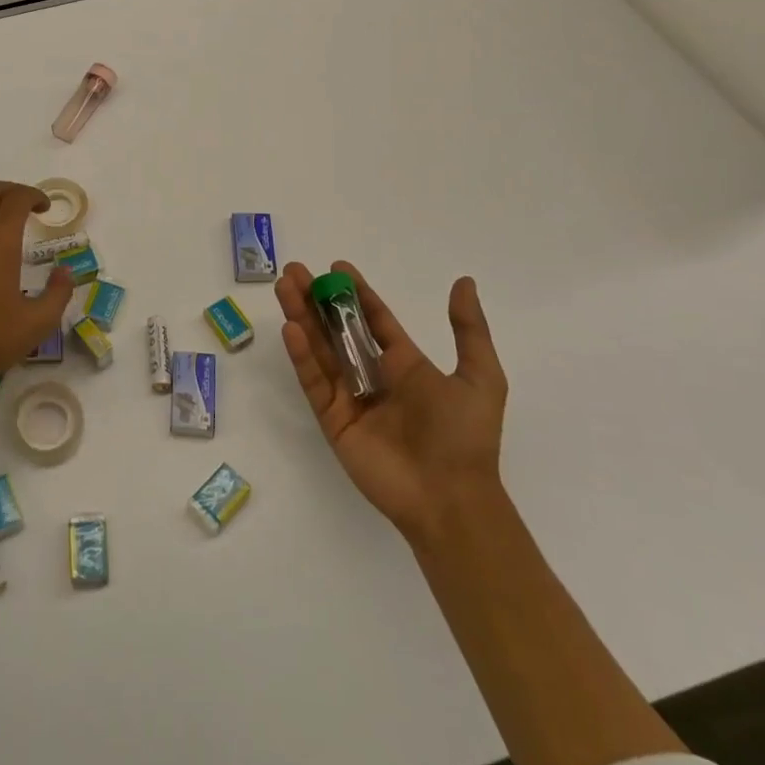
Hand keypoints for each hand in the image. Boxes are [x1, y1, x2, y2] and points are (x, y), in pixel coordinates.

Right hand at [276, 261, 506, 544]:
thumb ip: (469, 329)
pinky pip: (314, 381)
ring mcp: (350, 397)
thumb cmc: (465, 436)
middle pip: (337, 328)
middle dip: (316, 299)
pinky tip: (291, 327)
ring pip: (319, 348)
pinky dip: (301, 355)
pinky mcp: (332, 420)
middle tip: (294, 270)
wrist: (451, 498)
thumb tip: (464, 282)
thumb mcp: (480, 377)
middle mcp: (373, 375)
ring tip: (284, 286)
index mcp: (404, 364)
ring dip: (301, 316)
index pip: (373, 320)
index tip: (336, 267)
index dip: (355, 293)